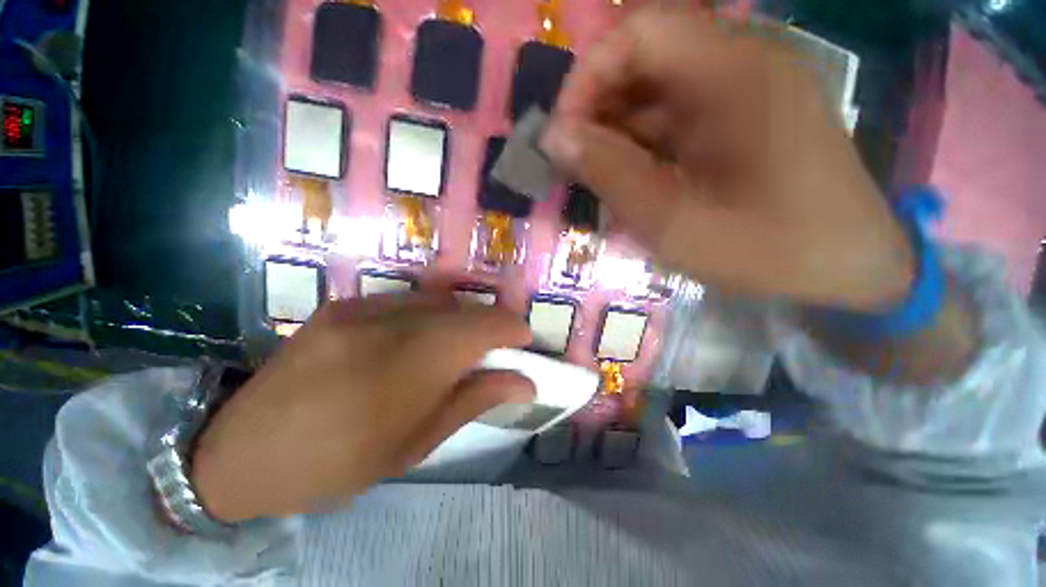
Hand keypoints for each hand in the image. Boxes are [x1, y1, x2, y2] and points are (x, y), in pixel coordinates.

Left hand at [192, 294, 532, 522]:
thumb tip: (525, 383)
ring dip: (459, 319)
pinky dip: (427, 316)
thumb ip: (476, 400)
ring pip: (439, 300)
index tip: (523, 343)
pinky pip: (406, 301)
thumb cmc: (338, 462)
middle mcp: (393, 322)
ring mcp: (364, 307)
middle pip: (466, 308)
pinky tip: (413, 341)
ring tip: (453, 348)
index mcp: (415, 363)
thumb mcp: (417, 444)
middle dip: (489, 325)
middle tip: (493, 351)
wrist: (241, 451)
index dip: (513, 328)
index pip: (486, 325)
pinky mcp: (344, 304)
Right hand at [541, 5, 913, 311]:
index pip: (639, 32)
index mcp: (734, 74)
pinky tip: (629, 177)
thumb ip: (611, 174)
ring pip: (655, 90)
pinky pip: (673, 114)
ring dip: (615, 129)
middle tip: (571, 162)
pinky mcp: (740, 116)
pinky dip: (640, 142)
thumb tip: (554, 138)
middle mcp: (740, 64)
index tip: (561, 134)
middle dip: (596, 108)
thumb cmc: (766, 249)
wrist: (845, 265)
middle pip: (644, 58)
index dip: (587, 76)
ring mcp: (742, 89)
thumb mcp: (674, 220)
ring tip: (595, 177)